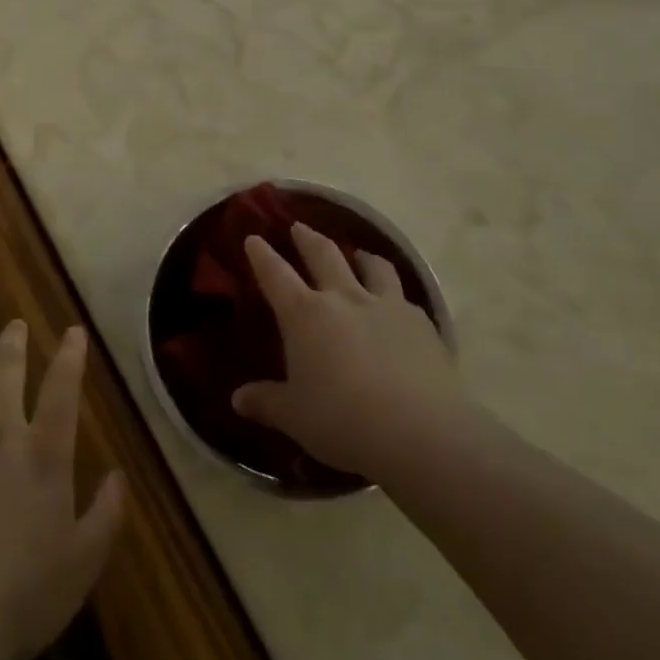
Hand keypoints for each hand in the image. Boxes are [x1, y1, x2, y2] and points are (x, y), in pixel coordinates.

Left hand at [0, 321, 125, 659]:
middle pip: (6, 370)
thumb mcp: (80, 564)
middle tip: (15, 323)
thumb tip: (119, 476)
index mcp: (44, 452)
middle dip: (13, 341)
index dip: (70, 355)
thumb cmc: (18, 596)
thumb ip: (105, 515)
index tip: (73, 331)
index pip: (62, 387)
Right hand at [231, 223, 467, 480]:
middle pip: (323, 254)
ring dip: (361, 255)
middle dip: (307, 238)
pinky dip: (393, 293)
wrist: (421, 432)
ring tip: (358, 254)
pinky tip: (396, 306)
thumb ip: (266, 402)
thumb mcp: (295, 417)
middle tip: (299, 227)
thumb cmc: (344, 421)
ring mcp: (385, 305)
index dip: (262, 255)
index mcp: (305, 315)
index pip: (276, 274)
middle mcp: (344, 297)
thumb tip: (238, 399)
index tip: (253, 238)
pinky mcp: (420, 322)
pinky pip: (402, 296)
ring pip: (372, 265)